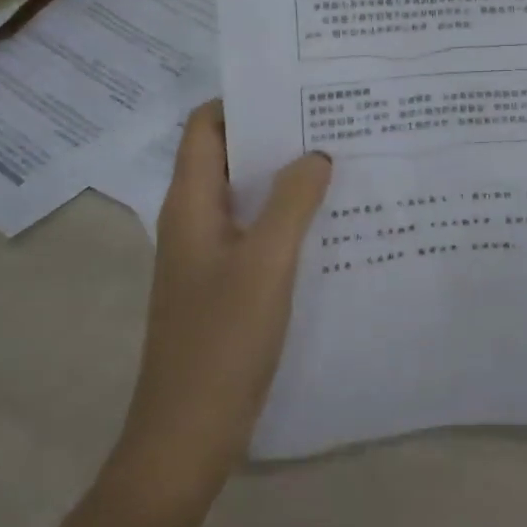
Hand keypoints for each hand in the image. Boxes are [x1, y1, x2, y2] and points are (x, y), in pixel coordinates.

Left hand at [112, 101, 331, 518]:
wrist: (187, 437)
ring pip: (246, 196)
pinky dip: (286, 217)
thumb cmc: (221, 342)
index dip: (242, 101)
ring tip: (340, 160)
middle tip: (332, 119)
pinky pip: (256, 232)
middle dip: (274, 135)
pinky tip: (329, 221)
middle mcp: (194, 220)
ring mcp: (208, 255)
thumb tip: (316, 154)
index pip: (205, 127)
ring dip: (284, 177)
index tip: (295, 89)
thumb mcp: (265, 263)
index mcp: (191, 204)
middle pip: (229, 157)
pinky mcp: (225, 285)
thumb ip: (292, 202)